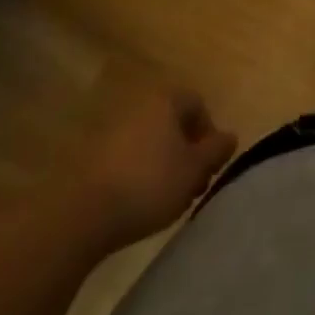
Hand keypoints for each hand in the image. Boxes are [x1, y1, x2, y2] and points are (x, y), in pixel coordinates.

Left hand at [83, 83, 237, 246]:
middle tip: (192, 185)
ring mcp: (114, 128)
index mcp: (166, 100)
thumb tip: (230, 137)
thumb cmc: (149, 184)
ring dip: (165, 164)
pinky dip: (140, 172)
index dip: (209, 134)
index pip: (198, 104)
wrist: (84, 213)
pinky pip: (129, 156)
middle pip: (174, 122)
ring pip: (152, 140)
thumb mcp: (194, 170)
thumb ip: (216, 151)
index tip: (209, 167)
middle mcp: (140, 105)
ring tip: (168, 199)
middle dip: (188, 152)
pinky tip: (140, 201)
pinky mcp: (94, 154)